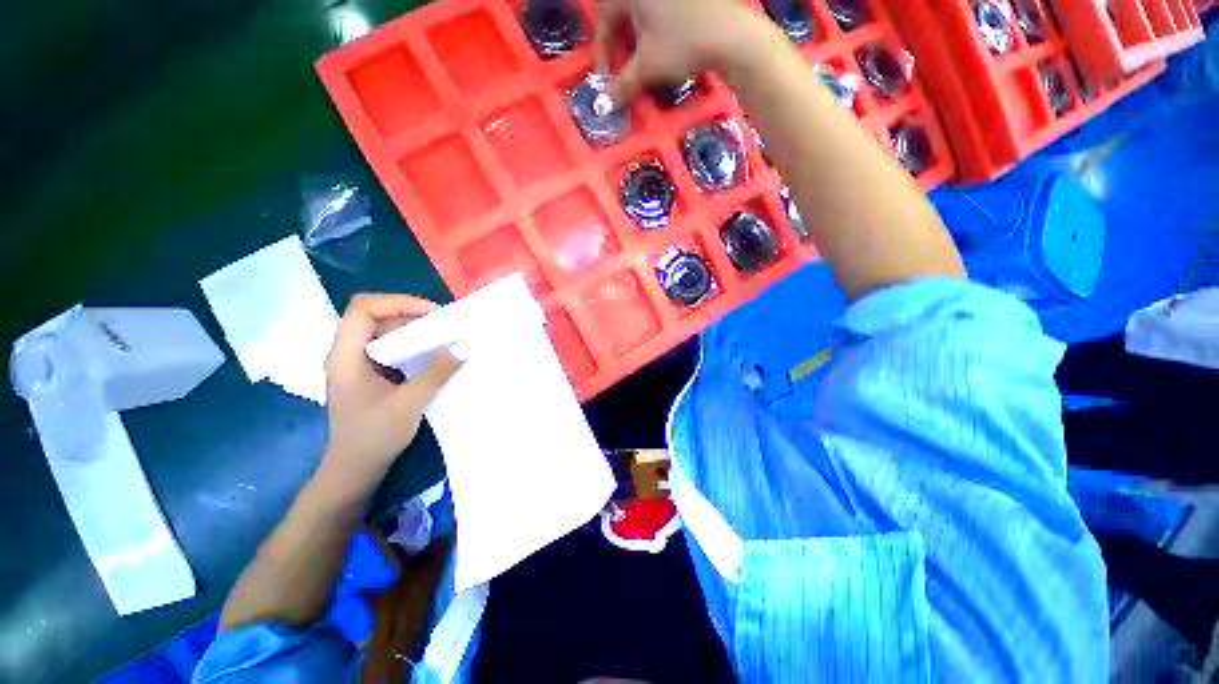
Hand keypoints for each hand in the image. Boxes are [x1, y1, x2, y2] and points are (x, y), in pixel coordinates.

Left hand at [319, 294, 460, 497]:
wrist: (354, 471)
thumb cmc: (373, 438)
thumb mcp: (409, 403)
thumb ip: (437, 372)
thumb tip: (465, 346)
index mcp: (346, 356)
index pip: (364, 309)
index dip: (399, 303)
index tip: (433, 314)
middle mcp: (348, 354)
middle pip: (376, 317)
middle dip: (412, 315)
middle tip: (446, 325)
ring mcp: (358, 364)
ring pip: (385, 332)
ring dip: (415, 331)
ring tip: (444, 337)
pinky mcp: (370, 375)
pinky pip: (392, 348)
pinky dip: (414, 346)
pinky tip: (433, 356)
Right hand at [594, 0, 765, 104]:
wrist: (730, 34)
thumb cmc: (682, 45)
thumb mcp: (646, 69)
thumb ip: (621, 86)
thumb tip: (604, 104)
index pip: (604, 18)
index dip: (602, 50)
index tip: (605, 75)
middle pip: (621, 9)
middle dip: (617, 39)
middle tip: (620, 64)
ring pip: (642, 9)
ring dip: (635, 32)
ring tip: (640, 56)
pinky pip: (660, 8)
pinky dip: (655, 25)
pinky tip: (662, 42)